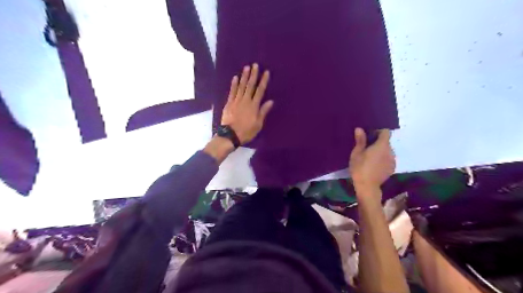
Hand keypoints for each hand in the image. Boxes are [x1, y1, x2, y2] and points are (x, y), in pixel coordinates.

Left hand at [220, 63, 274, 142]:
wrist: (230, 135)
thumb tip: (270, 101)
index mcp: (254, 106)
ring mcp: (236, 101)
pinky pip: (232, 92)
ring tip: (246, 67)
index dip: (263, 81)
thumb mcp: (258, 124)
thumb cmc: (246, 131)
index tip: (266, 72)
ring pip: (241, 86)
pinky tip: (235, 77)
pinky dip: (233, 84)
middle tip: (255, 65)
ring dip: (244, 76)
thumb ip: (263, 111)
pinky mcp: (229, 103)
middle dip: (253, 75)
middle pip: (250, 86)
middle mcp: (245, 101)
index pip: (260, 91)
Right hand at [348, 128, 393, 192]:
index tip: (370, 135)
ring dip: (381, 151)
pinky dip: (383, 159)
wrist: (367, 186)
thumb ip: (360, 140)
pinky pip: (388, 159)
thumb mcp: (356, 153)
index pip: (386, 132)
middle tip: (367, 147)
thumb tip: (360, 129)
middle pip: (386, 142)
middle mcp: (390, 151)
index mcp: (382, 145)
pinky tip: (374, 165)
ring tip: (370, 157)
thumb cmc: (360, 168)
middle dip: (378, 142)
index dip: (378, 132)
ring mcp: (392, 160)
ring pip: (387, 151)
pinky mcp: (392, 168)